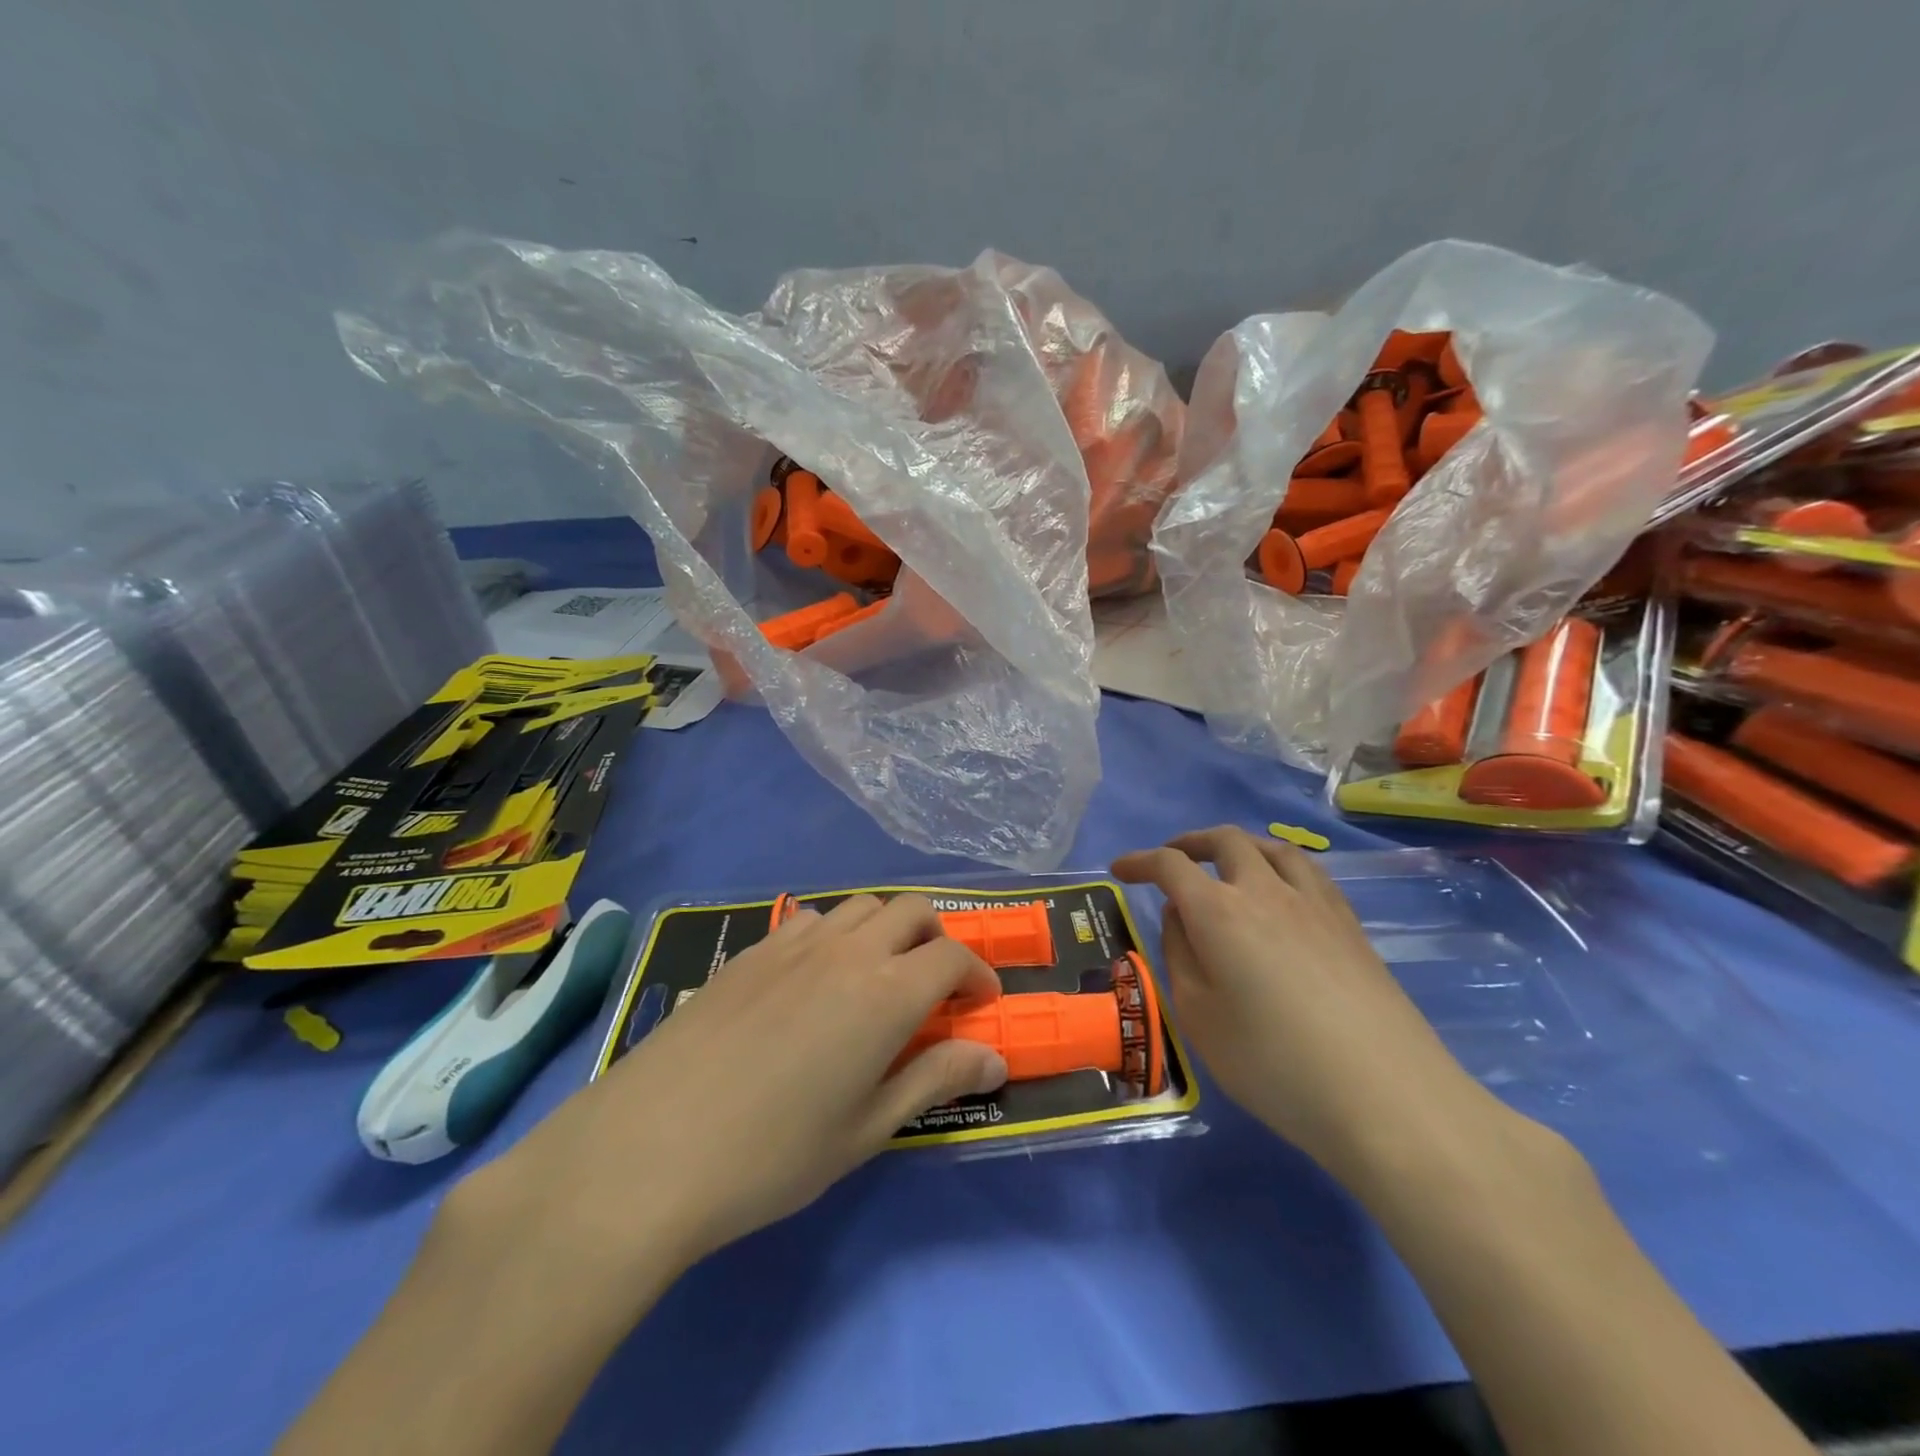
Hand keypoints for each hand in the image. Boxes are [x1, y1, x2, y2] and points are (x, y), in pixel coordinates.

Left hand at [459, 894, 1007, 1286]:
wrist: (649, 1148)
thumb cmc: (772, 1155)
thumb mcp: (866, 1129)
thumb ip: (934, 1080)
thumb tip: (995, 1056)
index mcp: (886, 994)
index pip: (952, 957)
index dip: (977, 974)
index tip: (980, 1004)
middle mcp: (848, 952)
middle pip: (911, 911)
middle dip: (936, 939)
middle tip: (933, 987)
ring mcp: (795, 944)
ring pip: (861, 907)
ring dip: (886, 930)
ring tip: (876, 978)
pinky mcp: (752, 950)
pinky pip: (811, 919)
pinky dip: (835, 934)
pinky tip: (815, 979)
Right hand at [1113, 826, 1497, 1189]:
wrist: (1387, 1099)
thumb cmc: (1273, 1065)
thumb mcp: (1199, 1018)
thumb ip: (1180, 956)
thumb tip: (1180, 916)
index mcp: (1219, 912)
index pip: (1171, 866)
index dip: (1141, 861)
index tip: (1120, 870)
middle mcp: (1266, 892)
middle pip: (1225, 841)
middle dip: (1189, 842)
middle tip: (1171, 860)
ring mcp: (1315, 905)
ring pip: (1273, 848)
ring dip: (1239, 846)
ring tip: (1226, 863)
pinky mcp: (1351, 926)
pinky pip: (1308, 872)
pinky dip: (1279, 865)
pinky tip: (1281, 892)